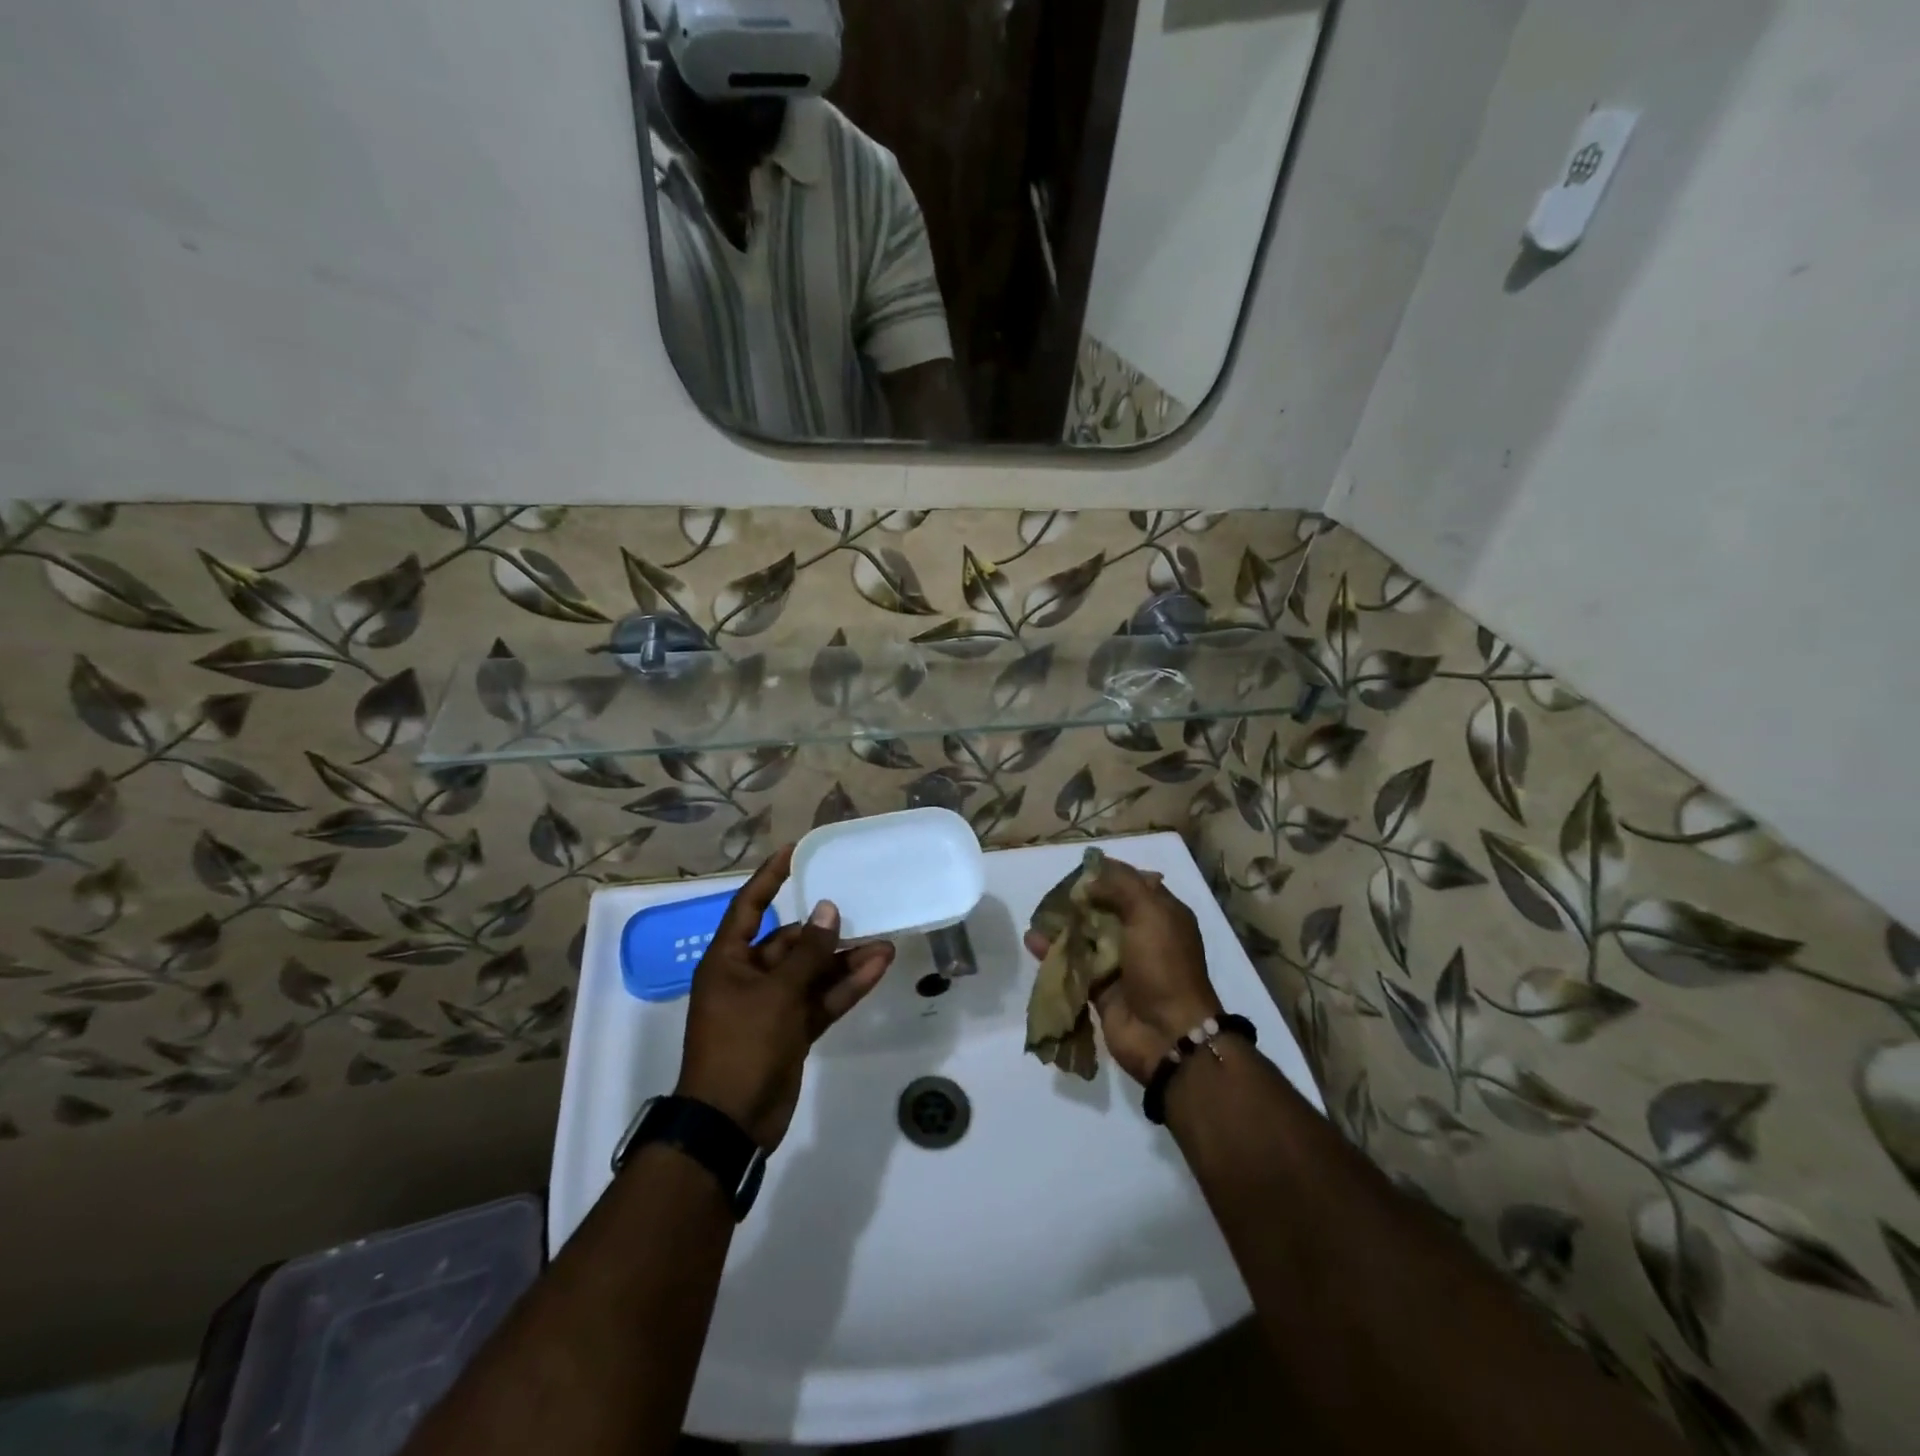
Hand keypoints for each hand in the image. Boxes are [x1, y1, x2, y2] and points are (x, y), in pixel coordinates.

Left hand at [675, 845, 895, 1149]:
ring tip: (885, 941)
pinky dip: (846, 986)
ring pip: (813, 972)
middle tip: (863, 909)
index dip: (770, 877)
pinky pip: (822, 999)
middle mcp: (749, 976)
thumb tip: (827, 909)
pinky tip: (878, 968)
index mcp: (729, 960)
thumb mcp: (776, 993)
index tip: (796, 851)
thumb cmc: (742, 1045)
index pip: (749, 906)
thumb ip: (808, 953)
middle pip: (791, 942)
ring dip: (845, 959)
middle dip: (827, 930)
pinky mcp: (792, 1030)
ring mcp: (773, 1005)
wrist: (731, 1123)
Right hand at [1024, 856, 1221, 1084]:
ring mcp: (1120, 963)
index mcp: (1161, 915)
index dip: (1108, 874)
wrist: (1166, 1034)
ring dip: (1063, 925)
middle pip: (1105, 908)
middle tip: (1053, 893)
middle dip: (1079, 900)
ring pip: (1086, 936)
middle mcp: (1141, 935)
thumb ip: (1122, 887)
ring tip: (1037, 915)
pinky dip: (1054, 952)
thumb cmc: (1163, 966)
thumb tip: (1091, 878)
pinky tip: (1033, 941)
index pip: (1133, 883)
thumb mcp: (1151, 914)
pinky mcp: (1100, 987)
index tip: (1079, 869)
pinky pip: (1074, 964)